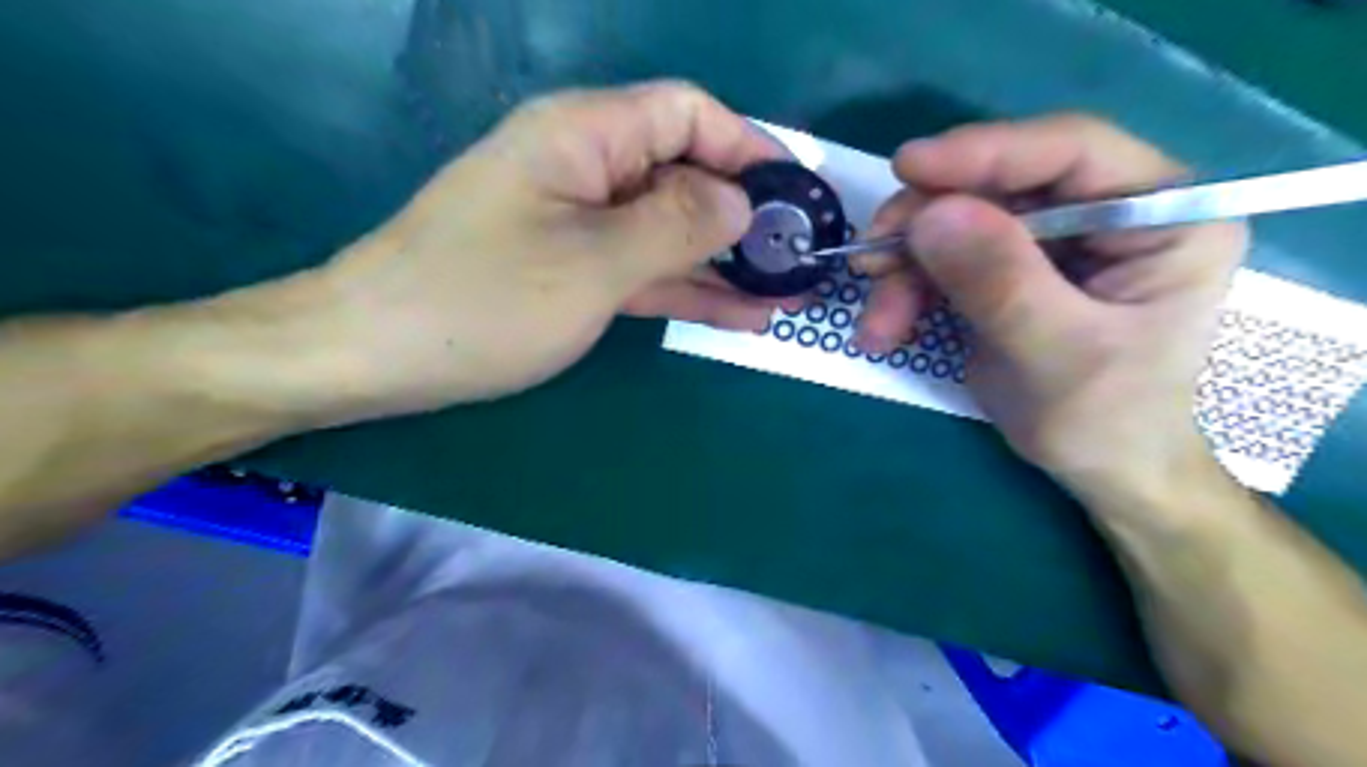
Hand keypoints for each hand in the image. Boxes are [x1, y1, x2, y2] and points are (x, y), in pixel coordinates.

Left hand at [304, 82, 784, 422]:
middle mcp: (586, 167)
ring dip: (724, 261)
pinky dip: (687, 288)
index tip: (795, 194)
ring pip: (668, 230)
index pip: (688, 114)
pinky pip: (643, 268)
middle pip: (684, 173)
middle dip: (744, 215)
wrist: (377, 355)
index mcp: (585, 135)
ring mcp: (579, 223)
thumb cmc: (482, 301)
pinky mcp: (572, 269)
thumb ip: (677, 225)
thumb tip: (742, 202)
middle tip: (799, 259)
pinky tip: (737, 313)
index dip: (748, 146)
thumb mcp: (593, 262)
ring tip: (784, 294)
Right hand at [865, 112, 1247, 496]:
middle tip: (871, 259)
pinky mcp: (1010, 269)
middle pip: (999, 186)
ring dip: (904, 271)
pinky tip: (885, 330)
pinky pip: (943, 260)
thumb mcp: (1057, 353)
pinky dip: (905, 292)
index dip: (985, 152)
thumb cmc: (1105, 418)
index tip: (907, 168)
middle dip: (925, 226)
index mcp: (1161, 215)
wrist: (1098, 467)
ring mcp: (1053, 241)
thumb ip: (1000, 282)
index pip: (1072, 151)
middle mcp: (1106, 212)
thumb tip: (930, 215)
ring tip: (877, 324)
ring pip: (957, 225)